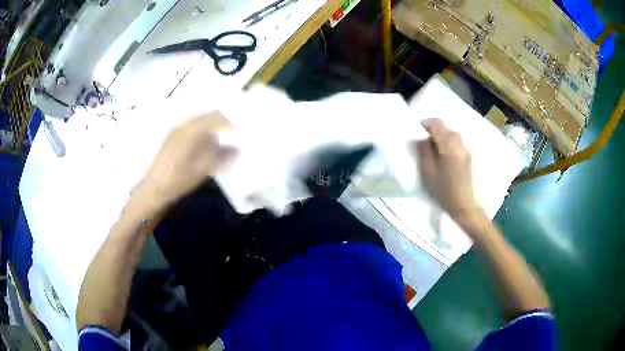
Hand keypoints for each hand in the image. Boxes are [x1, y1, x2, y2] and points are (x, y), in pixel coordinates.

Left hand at [129, 111, 236, 213]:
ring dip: (218, 123)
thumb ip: (221, 153)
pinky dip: (208, 128)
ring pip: (204, 119)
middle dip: (228, 120)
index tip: (246, 130)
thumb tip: (236, 143)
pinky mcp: (174, 134)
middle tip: (240, 130)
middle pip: (212, 115)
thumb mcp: (203, 169)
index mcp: (194, 130)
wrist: (153, 189)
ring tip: (229, 134)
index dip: (235, 123)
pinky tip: (212, 139)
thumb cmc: (179, 181)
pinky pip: (196, 124)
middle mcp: (186, 123)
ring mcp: (178, 127)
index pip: (220, 118)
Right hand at [416, 119, 481, 220]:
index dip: (425, 124)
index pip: (436, 124)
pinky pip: (456, 141)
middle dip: (433, 130)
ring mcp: (465, 149)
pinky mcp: (467, 155)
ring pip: (451, 133)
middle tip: (423, 141)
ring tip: (432, 148)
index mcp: (449, 146)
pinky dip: (447, 142)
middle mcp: (459, 144)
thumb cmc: (443, 191)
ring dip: (440, 136)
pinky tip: (442, 155)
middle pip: (445, 127)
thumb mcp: (428, 172)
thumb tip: (422, 138)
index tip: (416, 131)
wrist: (464, 205)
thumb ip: (424, 151)